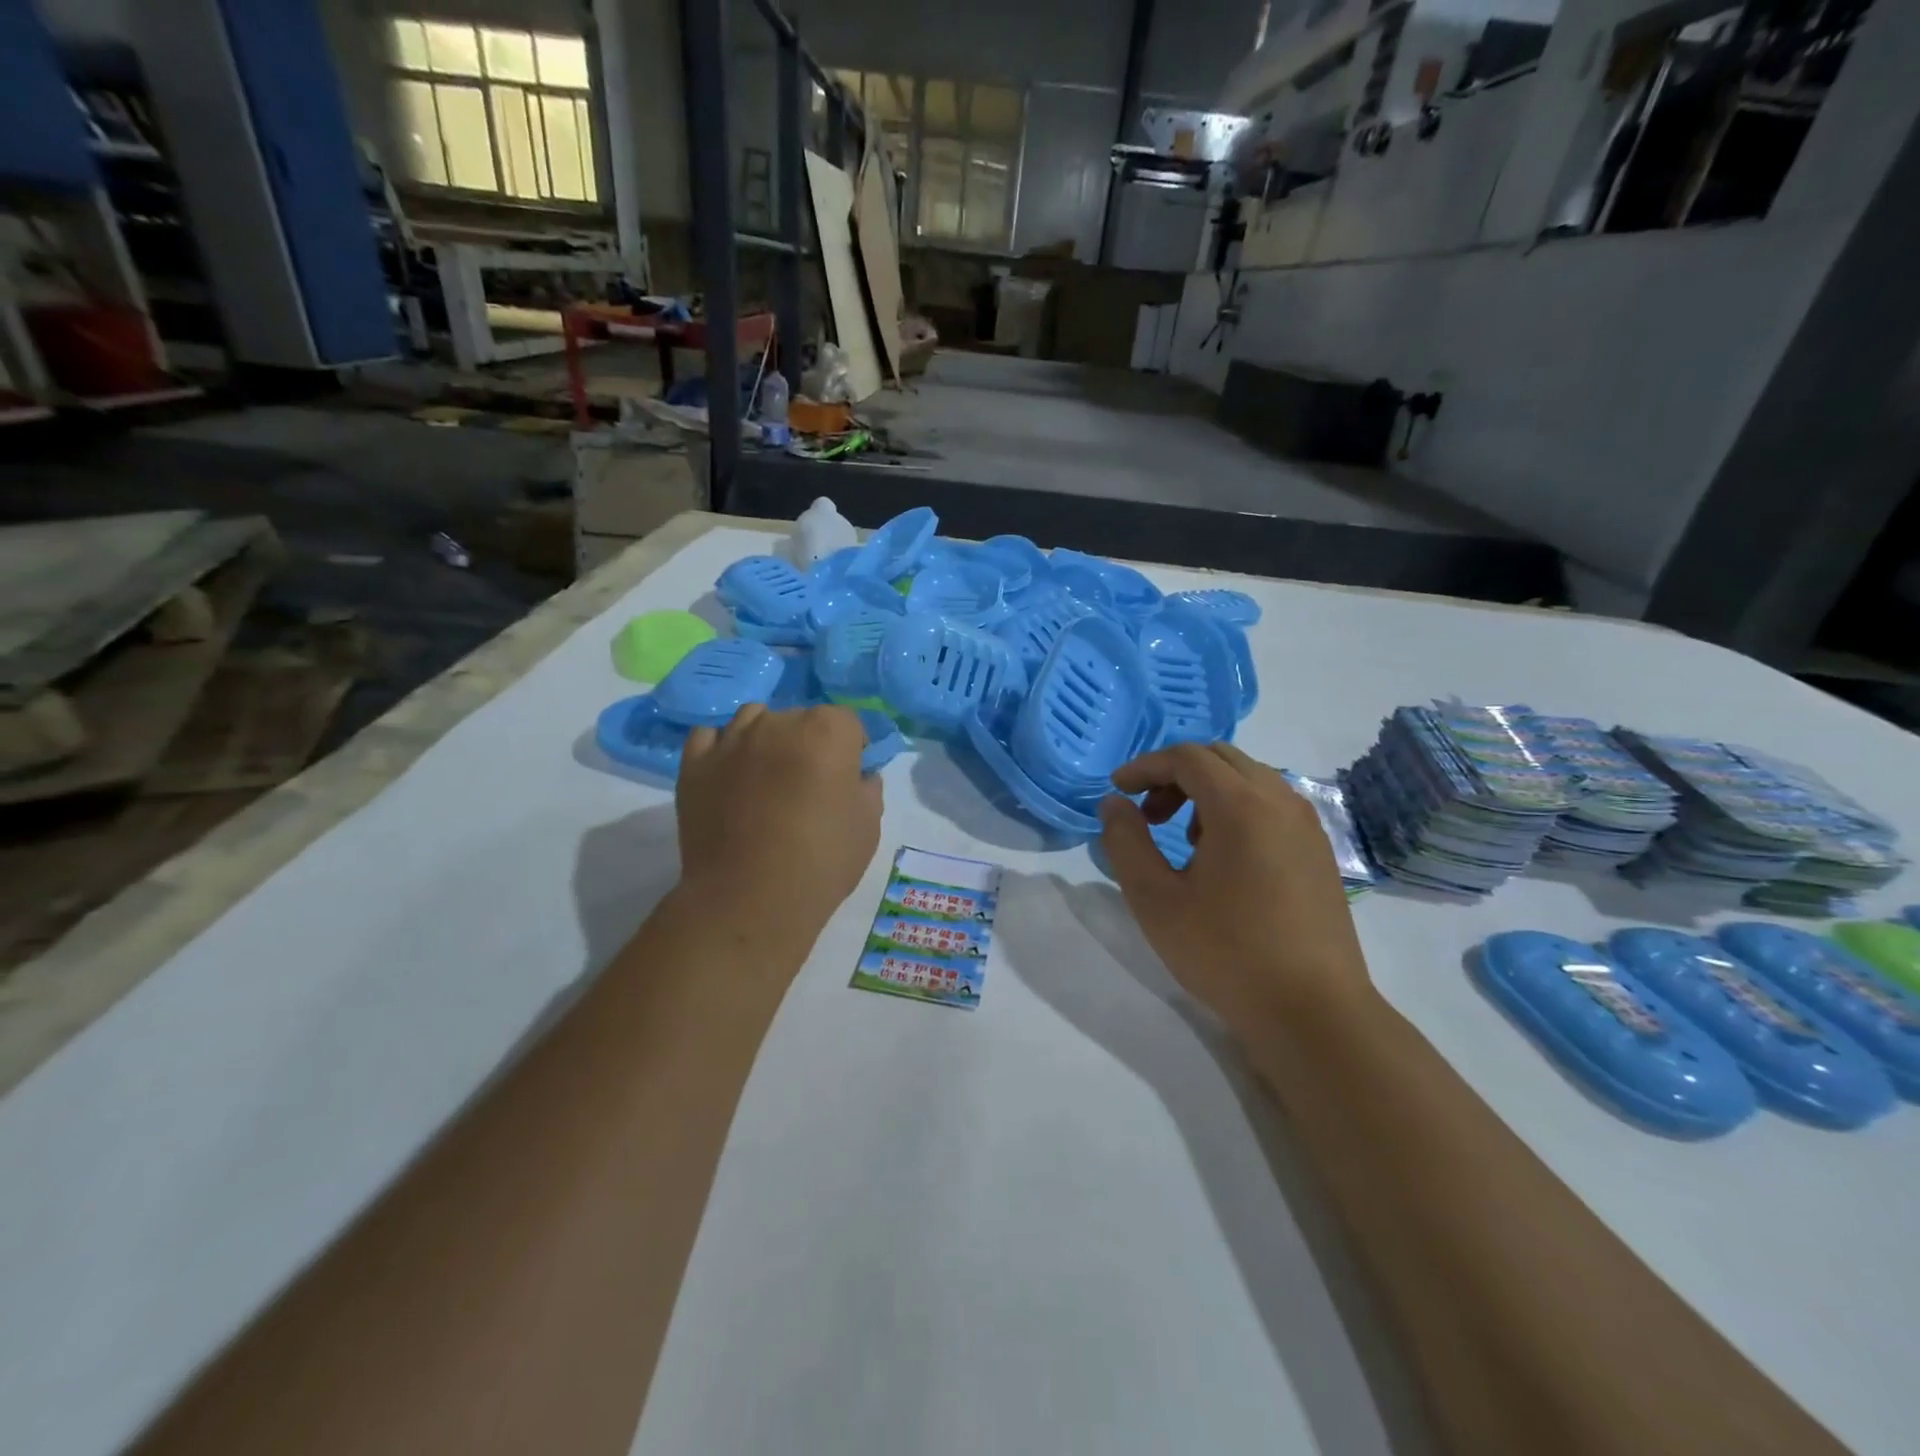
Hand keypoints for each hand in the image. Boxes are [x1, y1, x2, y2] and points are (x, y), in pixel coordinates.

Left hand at [675, 703, 882, 954]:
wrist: (749, 899)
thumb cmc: (821, 861)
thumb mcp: (868, 827)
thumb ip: (867, 789)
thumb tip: (858, 777)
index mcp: (827, 731)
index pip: (848, 722)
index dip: (852, 749)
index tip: (849, 778)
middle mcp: (778, 722)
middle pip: (800, 718)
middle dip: (809, 743)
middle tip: (809, 785)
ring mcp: (731, 740)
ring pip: (754, 719)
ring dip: (766, 738)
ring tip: (767, 776)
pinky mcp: (695, 763)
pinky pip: (710, 737)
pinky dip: (723, 747)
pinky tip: (731, 773)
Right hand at [1099, 742, 1371, 1032]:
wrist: (1313, 1012)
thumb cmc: (1226, 953)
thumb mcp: (1156, 900)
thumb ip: (1126, 842)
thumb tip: (1113, 804)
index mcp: (1241, 805)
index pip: (1187, 757)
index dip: (1145, 766)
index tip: (1117, 791)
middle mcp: (1280, 801)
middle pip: (1220, 758)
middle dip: (1175, 775)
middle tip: (1148, 814)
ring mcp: (1307, 825)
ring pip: (1249, 779)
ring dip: (1208, 792)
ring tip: (1184, 840)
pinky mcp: (1319, 851)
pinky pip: (1271, 805)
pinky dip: (1237, 809)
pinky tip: (1224, 859)